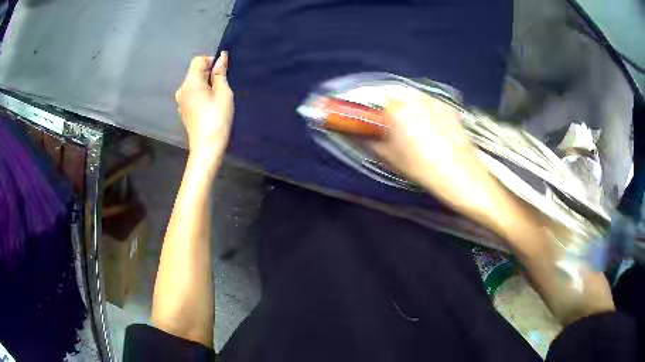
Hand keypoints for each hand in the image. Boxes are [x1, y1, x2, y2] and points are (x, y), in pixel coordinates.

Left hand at [175, 52, 233, 160]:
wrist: (207, 147)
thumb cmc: (217, 118)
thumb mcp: (223, 92)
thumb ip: (220, 73)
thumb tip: (221, 57)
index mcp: (190, 82)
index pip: (198, 60)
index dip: (211, 62)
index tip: (222, 73)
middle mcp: (182, 89)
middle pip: (194, 72)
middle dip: (208, 73)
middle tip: (222, 87)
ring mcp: (180, 101)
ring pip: (193, 83)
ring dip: (205, 84)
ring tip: (216, 97)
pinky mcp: (183, 110)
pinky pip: (191, 94)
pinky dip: (200, 94)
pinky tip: (209, 106)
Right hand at [371, 91, 492, 213]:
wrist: (458, 173)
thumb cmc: (420, 166)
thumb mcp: (389, 157)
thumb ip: (369, 140)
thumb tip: (358, 133)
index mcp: (396, 107)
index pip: (376, 101)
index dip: (375, 113)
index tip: (377, 126)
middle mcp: (414, 97)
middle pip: (397, 99)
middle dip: (394, 112)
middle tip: (398, 132)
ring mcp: (434, 100)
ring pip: (415, 102)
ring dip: (412, 112)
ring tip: (419, 134)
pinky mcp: (449, 107)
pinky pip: (431, 107)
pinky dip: (429, 115)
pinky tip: (435, 133)